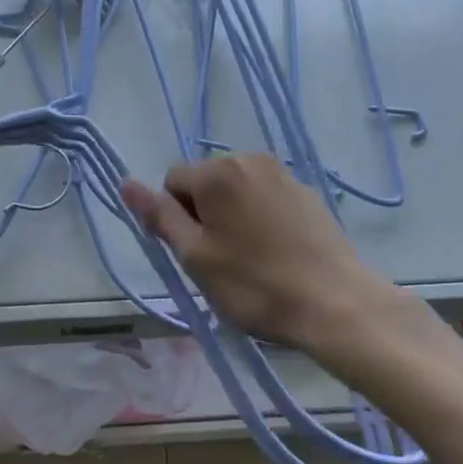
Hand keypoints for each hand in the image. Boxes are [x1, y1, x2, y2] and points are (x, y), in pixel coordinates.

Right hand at [120, 153, 384, 353]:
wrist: (336, 304)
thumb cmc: (255, 285)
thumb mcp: (196, 257)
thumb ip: (160, 216)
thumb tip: (126, 182)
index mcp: (217, 172)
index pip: (173, 182)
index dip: (176, 219)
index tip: (197, 253)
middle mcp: (248, 159)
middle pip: (205, 182)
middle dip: (205, 214)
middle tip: (222, 260)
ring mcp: (282, 173)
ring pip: (236, 190)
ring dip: (232, 216)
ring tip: (251, 259)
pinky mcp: (306, 191)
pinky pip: (266, 197)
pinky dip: (261, 218)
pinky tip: (277, 253)